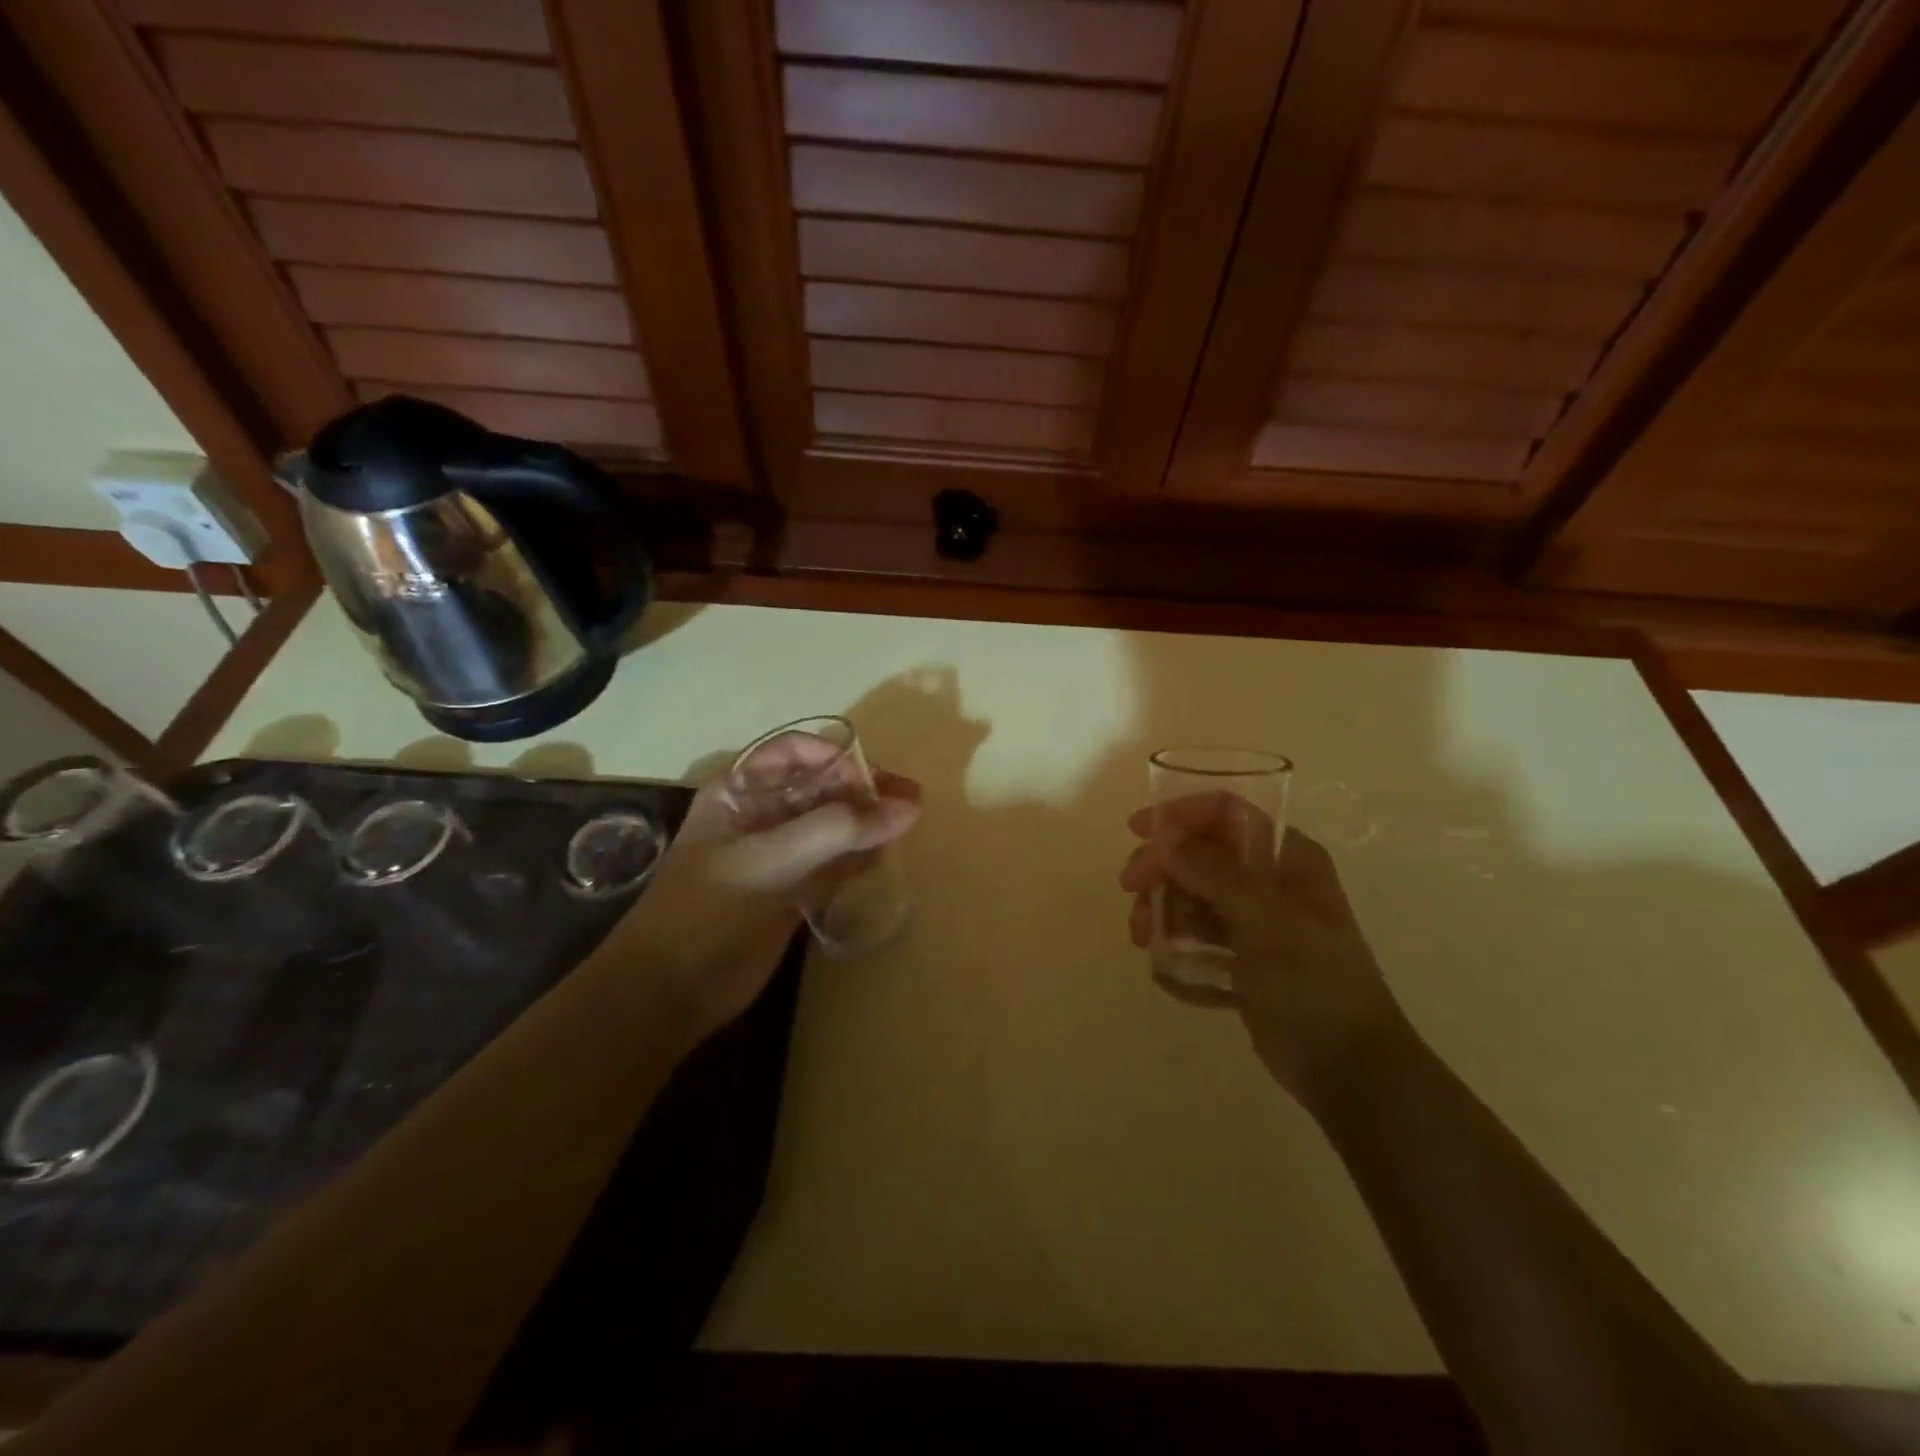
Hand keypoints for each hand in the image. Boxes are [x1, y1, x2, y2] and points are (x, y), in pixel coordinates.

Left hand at [610, 750, 919, 1043]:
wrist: (671, 992)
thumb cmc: (709, 911)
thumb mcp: (769, 861)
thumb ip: (839, 830)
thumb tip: (908, 806)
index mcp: (740, 791)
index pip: (797, 753)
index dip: (839, 758)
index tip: (880, 779)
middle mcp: (761, 814)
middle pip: (821, 786)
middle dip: (864, 789)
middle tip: (913, 800)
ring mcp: (779, 854)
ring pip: (832, 824)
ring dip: (867, 822)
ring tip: (909, 825)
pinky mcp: (793, 889)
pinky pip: (834, 861)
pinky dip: (859, 856)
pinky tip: (884, 857)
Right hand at [1120, 795, 1409, 1107]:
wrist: (1350, 1070)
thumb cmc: (1315, 983)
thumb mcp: (1265, 920)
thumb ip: (1213, 872)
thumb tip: (1164, 836)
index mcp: (1287, 858)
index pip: (1226, 814)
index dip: (1180, 815)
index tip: (1138, 833)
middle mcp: (1270, 882)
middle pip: (1200, 854)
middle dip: (1162, 871)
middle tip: (1133, 895)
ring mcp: (1255, 922)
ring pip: (1192, 897)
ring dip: (1163, 912)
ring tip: (1146, 941)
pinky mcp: (1243, 960)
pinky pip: (1197, 939)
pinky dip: (1179, 951)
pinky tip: (1171, 975)